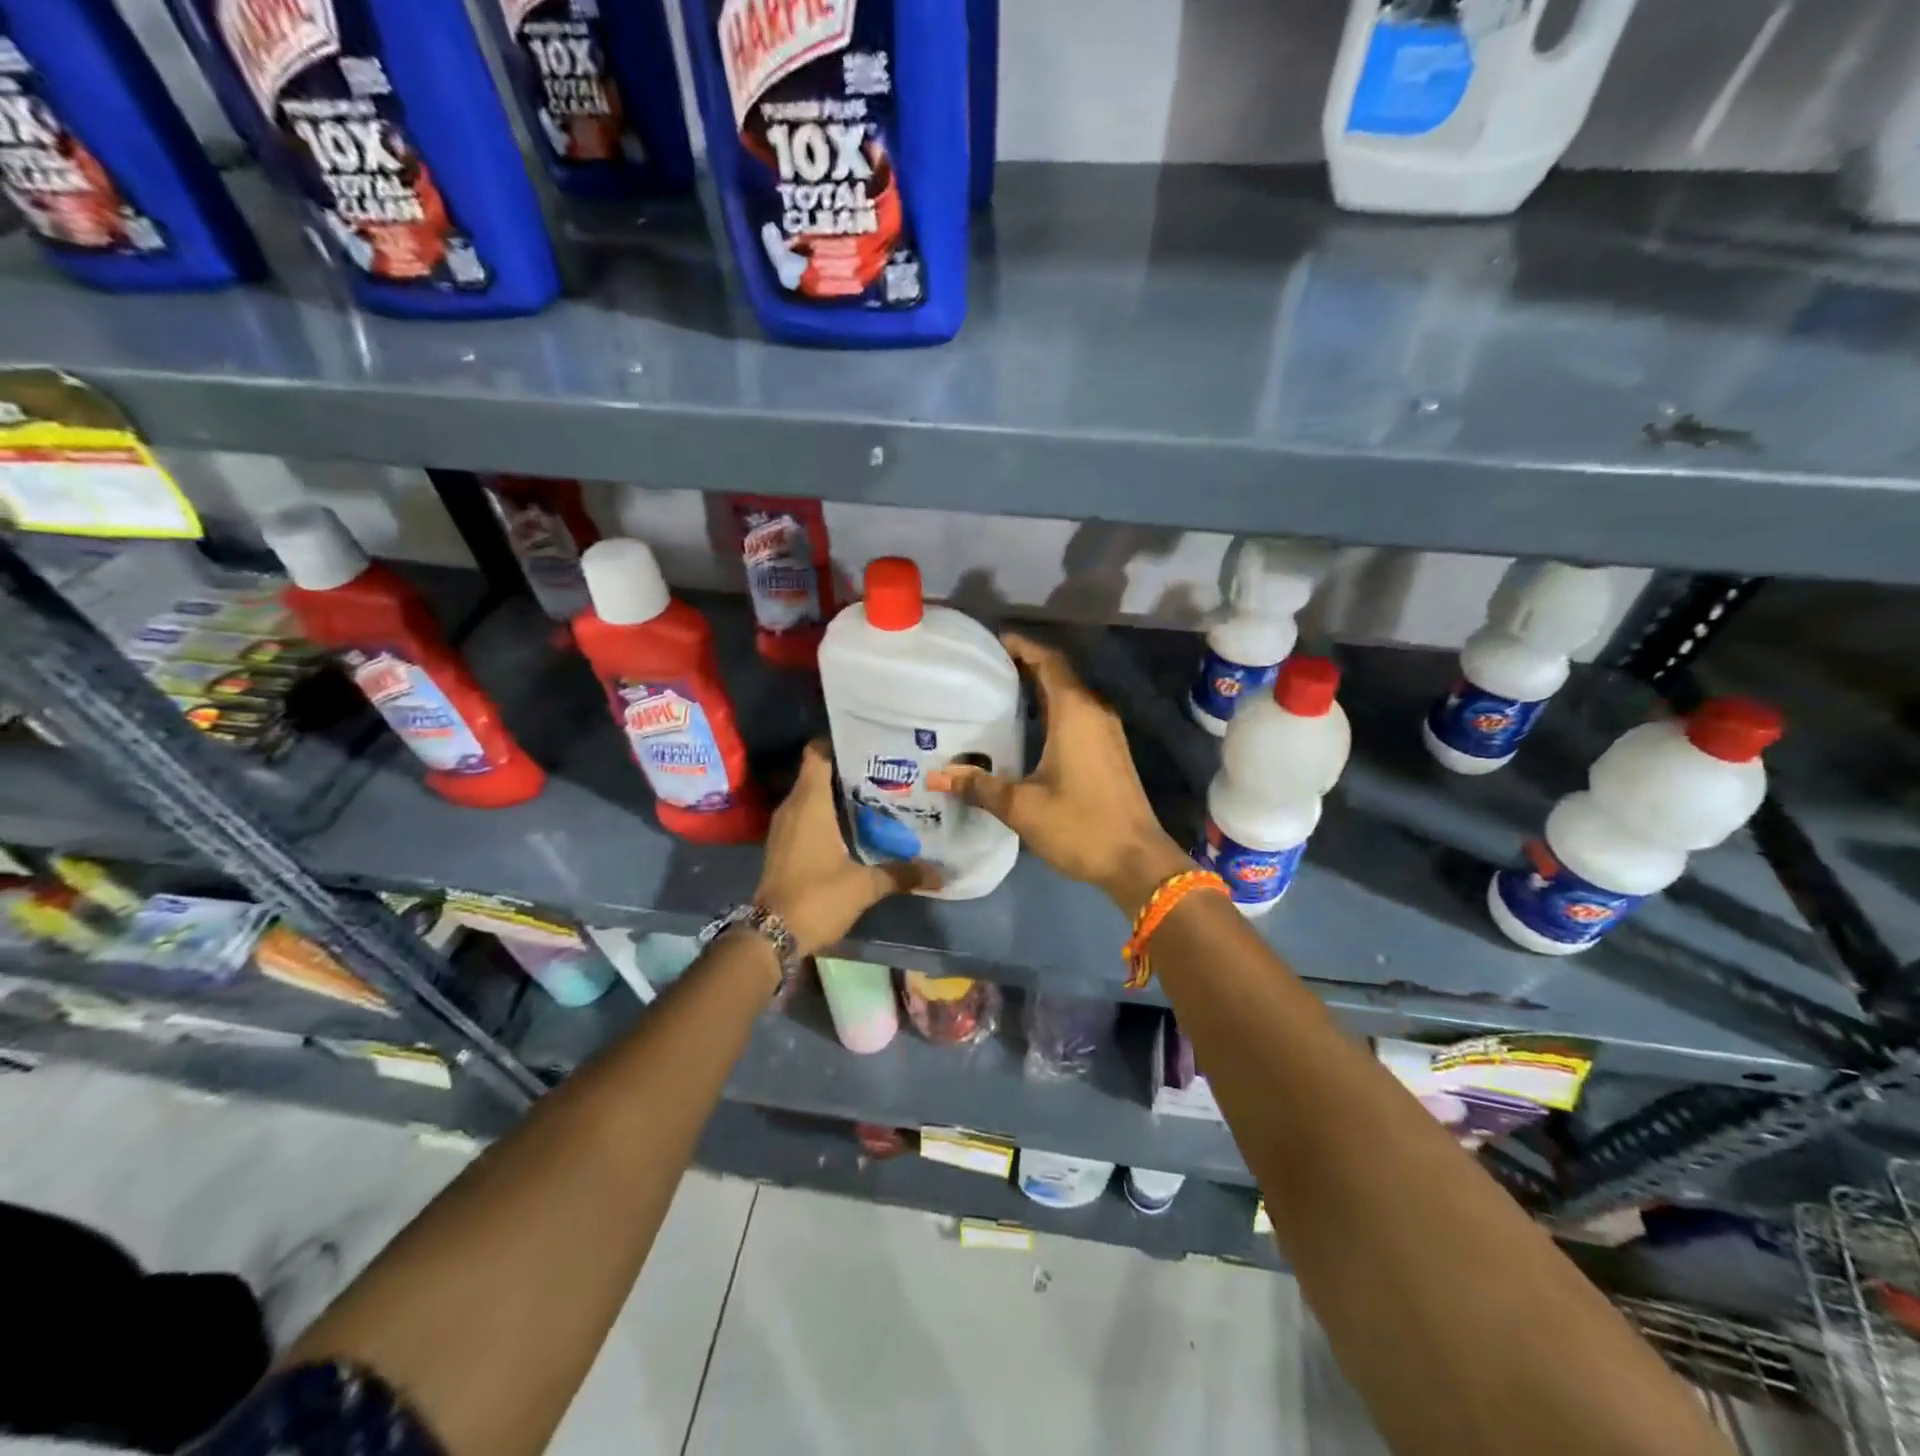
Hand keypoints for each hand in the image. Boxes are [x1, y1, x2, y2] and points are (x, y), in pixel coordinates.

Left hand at [755, 740, 939, 955]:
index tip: (868, 742)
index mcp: (809, 803)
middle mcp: (792, 807)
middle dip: (847, 769)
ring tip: (875, 794)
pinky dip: (826, 814)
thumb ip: (900, 874)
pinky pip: (805, 816)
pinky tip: (853, 825)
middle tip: (884, 770)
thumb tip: (938, 873)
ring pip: (811, 796)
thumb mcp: (864, 886)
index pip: (817, 754)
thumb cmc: (816, 897)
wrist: (771, 936)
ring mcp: (784, 827)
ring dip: (837, 793)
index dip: (838, 742)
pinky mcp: (783, 845)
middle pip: (818, 773)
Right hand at [929, 633, 1189, 916]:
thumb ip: (979, 786)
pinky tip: (1027, 728)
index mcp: (1075, 712)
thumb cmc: (1080, 825)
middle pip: (1058, 673)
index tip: (991, 642)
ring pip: (1070, 695)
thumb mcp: (1021, 806)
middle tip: (985, 669)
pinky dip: (1052, 709)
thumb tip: (936, 775)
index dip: (1021, 646)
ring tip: (999, 694)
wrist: (1137, 861)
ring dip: (1039, 688)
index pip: (1048, 660)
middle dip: (1025, 665)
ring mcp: (1107, 731)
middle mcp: (1094, 711)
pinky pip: (1078, 714)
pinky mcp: (1111, 750)